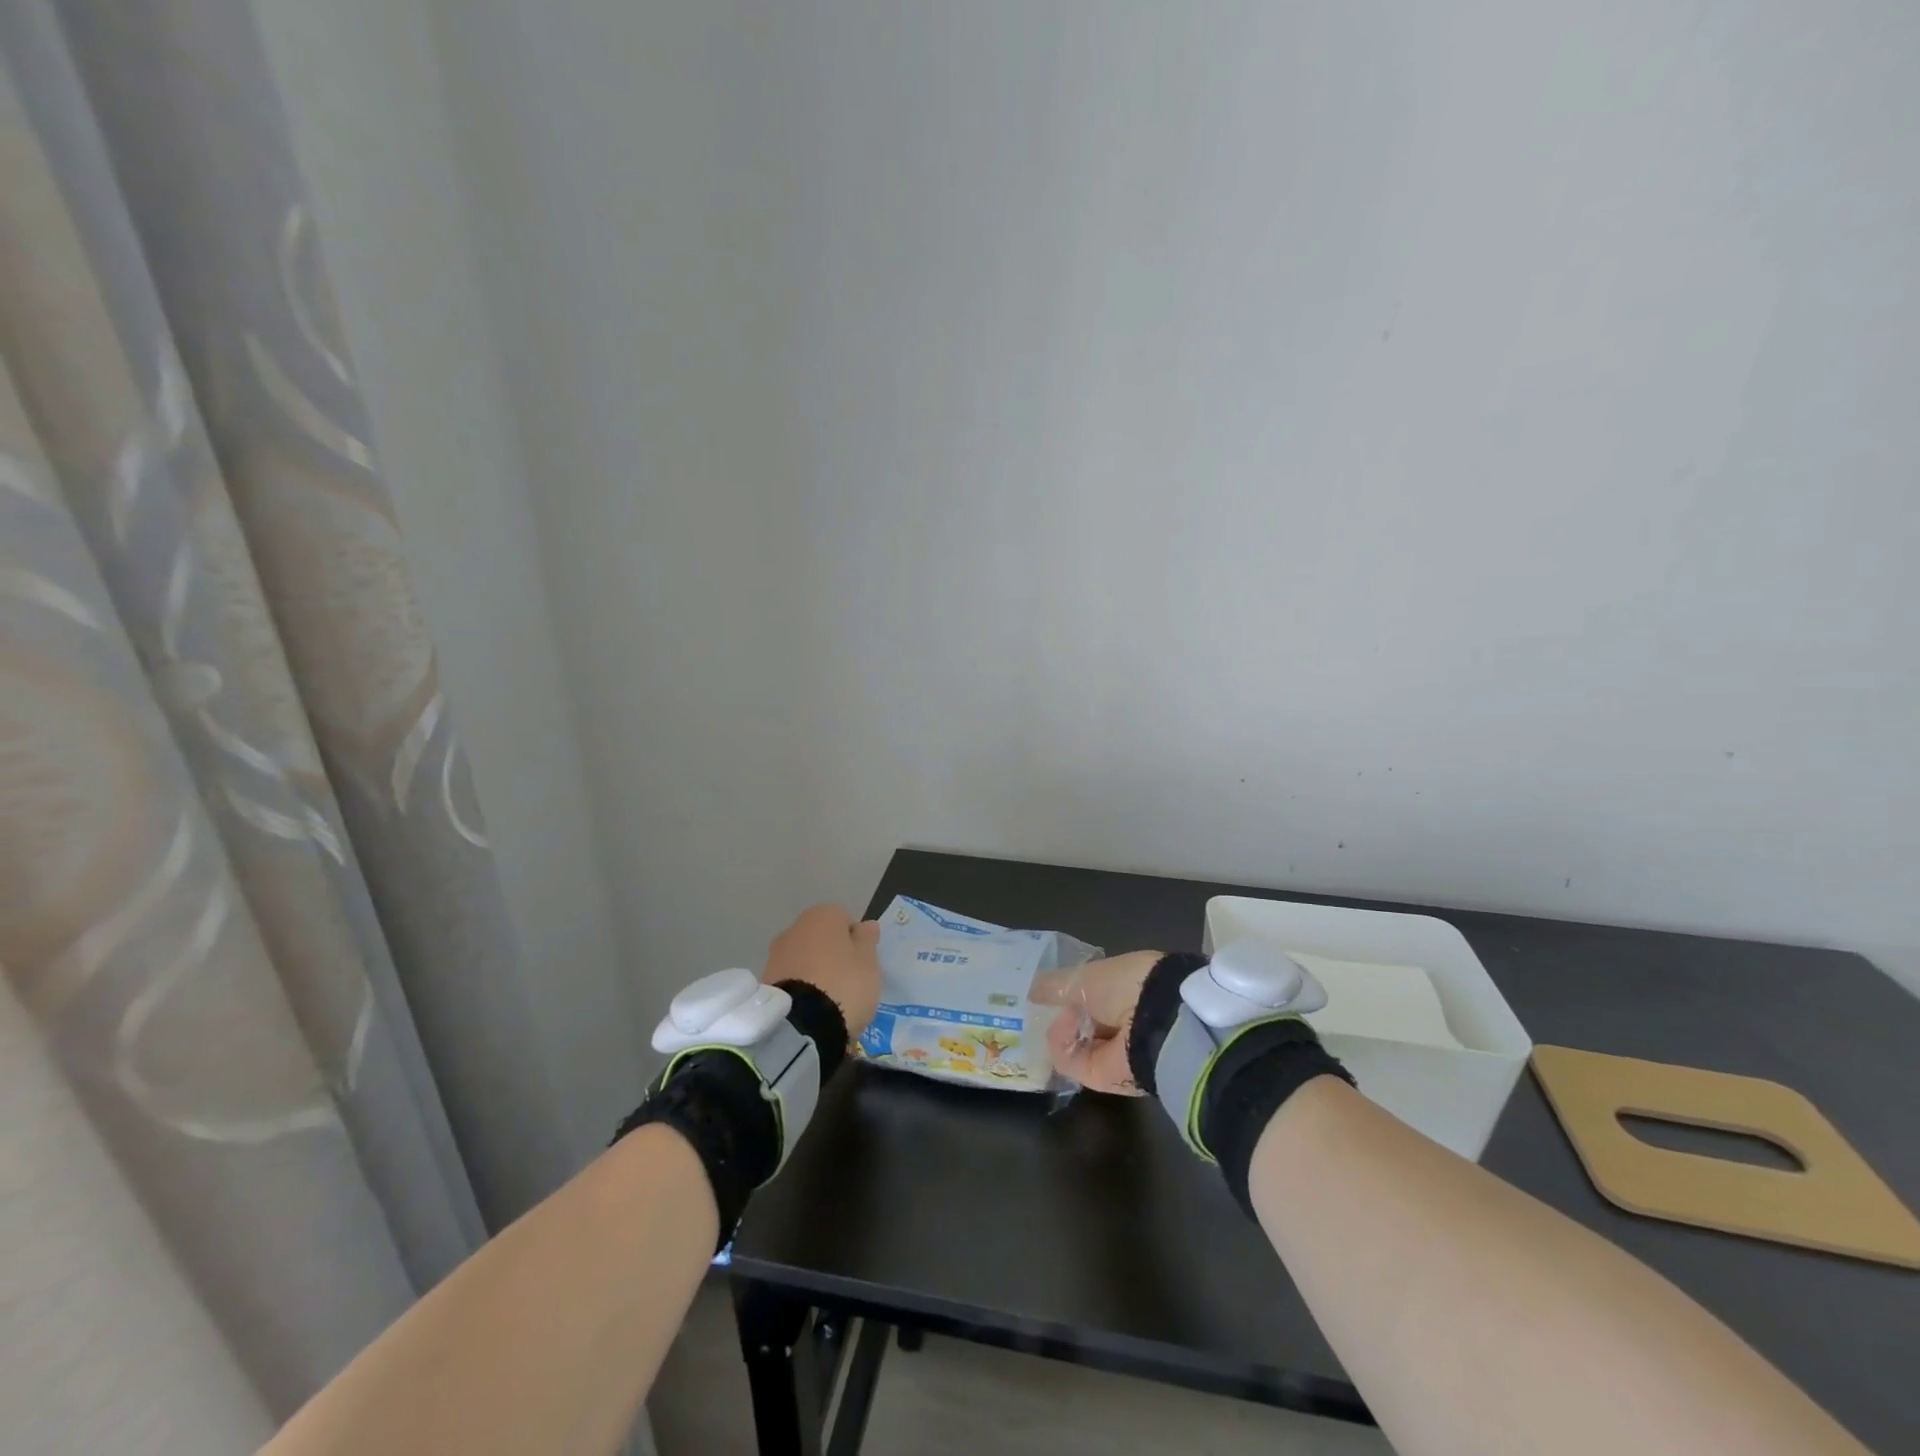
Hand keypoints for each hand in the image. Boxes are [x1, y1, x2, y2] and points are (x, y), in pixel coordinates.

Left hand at [763, 904, 881, 1035]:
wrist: (799, 1024)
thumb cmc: (844, 985)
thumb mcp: (868, 962)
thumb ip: (867, 940)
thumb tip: (866, 925)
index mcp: (823, 915)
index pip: (844, 919)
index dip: (855, 940)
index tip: (862, 963)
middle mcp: (795, 927)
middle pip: (821, 938)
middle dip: (832, 955)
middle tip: (847, 982)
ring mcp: (776, 954)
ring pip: (803, 958)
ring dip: (814, 972)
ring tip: (829, 1001)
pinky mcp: (765, 981)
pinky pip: (791, 979)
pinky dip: (800, 988)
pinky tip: (810, 1009)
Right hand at [1032, 950, 1162, 1094]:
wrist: (1156, 1024)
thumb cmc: (1124, 985)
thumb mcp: (1083, 975)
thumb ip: (1055, 985)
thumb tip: (1032, 991)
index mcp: (1121, 988)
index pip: (1087, 995)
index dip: (1064, 994)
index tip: (1040, 993)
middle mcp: (1118, 1019)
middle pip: (1079, 1022)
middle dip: (1057, 1017)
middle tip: (1031, 1011)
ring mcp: (1112, 1050)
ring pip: (1072, 1043)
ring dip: (1059, 1030)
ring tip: (1055, 1016)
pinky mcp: (1102, 1077)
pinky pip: (1070, 1062)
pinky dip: (1061, 1047)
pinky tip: (1063, 1031)